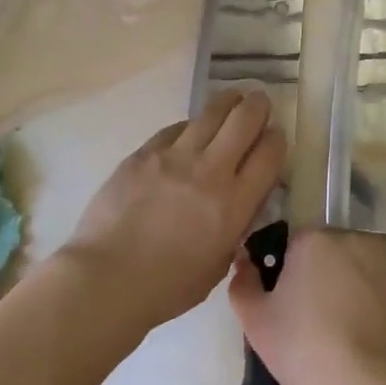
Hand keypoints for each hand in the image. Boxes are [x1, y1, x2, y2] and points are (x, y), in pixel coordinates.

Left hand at [67, 90, 286, 329]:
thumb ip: (236, 226)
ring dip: (228, 102)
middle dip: (258, 106)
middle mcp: (211, 171)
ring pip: (211, 112)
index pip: (270, 154)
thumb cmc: (166, 287)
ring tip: (233, 98)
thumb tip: (242, 203)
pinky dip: (190, 126)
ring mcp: (175, 156)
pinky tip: (191, 130)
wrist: (107, 278)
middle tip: (259, 103)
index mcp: (234, 204)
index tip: (277, 136)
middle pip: (245, 120)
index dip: (278, 139)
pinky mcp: (145, 152)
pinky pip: (176, 128)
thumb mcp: (219, 264)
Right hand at [229, 229, 385, 384]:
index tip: (284, 304)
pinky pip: (384, 298)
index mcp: (315, 240)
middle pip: (330, 255)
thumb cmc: (303, 348)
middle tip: (310, 320)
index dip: (286, 273)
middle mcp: (355, 242)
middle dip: (320, 278)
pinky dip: (376, 312)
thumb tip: (244, 262)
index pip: (294, 245)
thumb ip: (243, 284)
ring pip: (359, 274)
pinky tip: (366, 343)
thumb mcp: (255, 321)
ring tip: (340, 335)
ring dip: (350, 291)